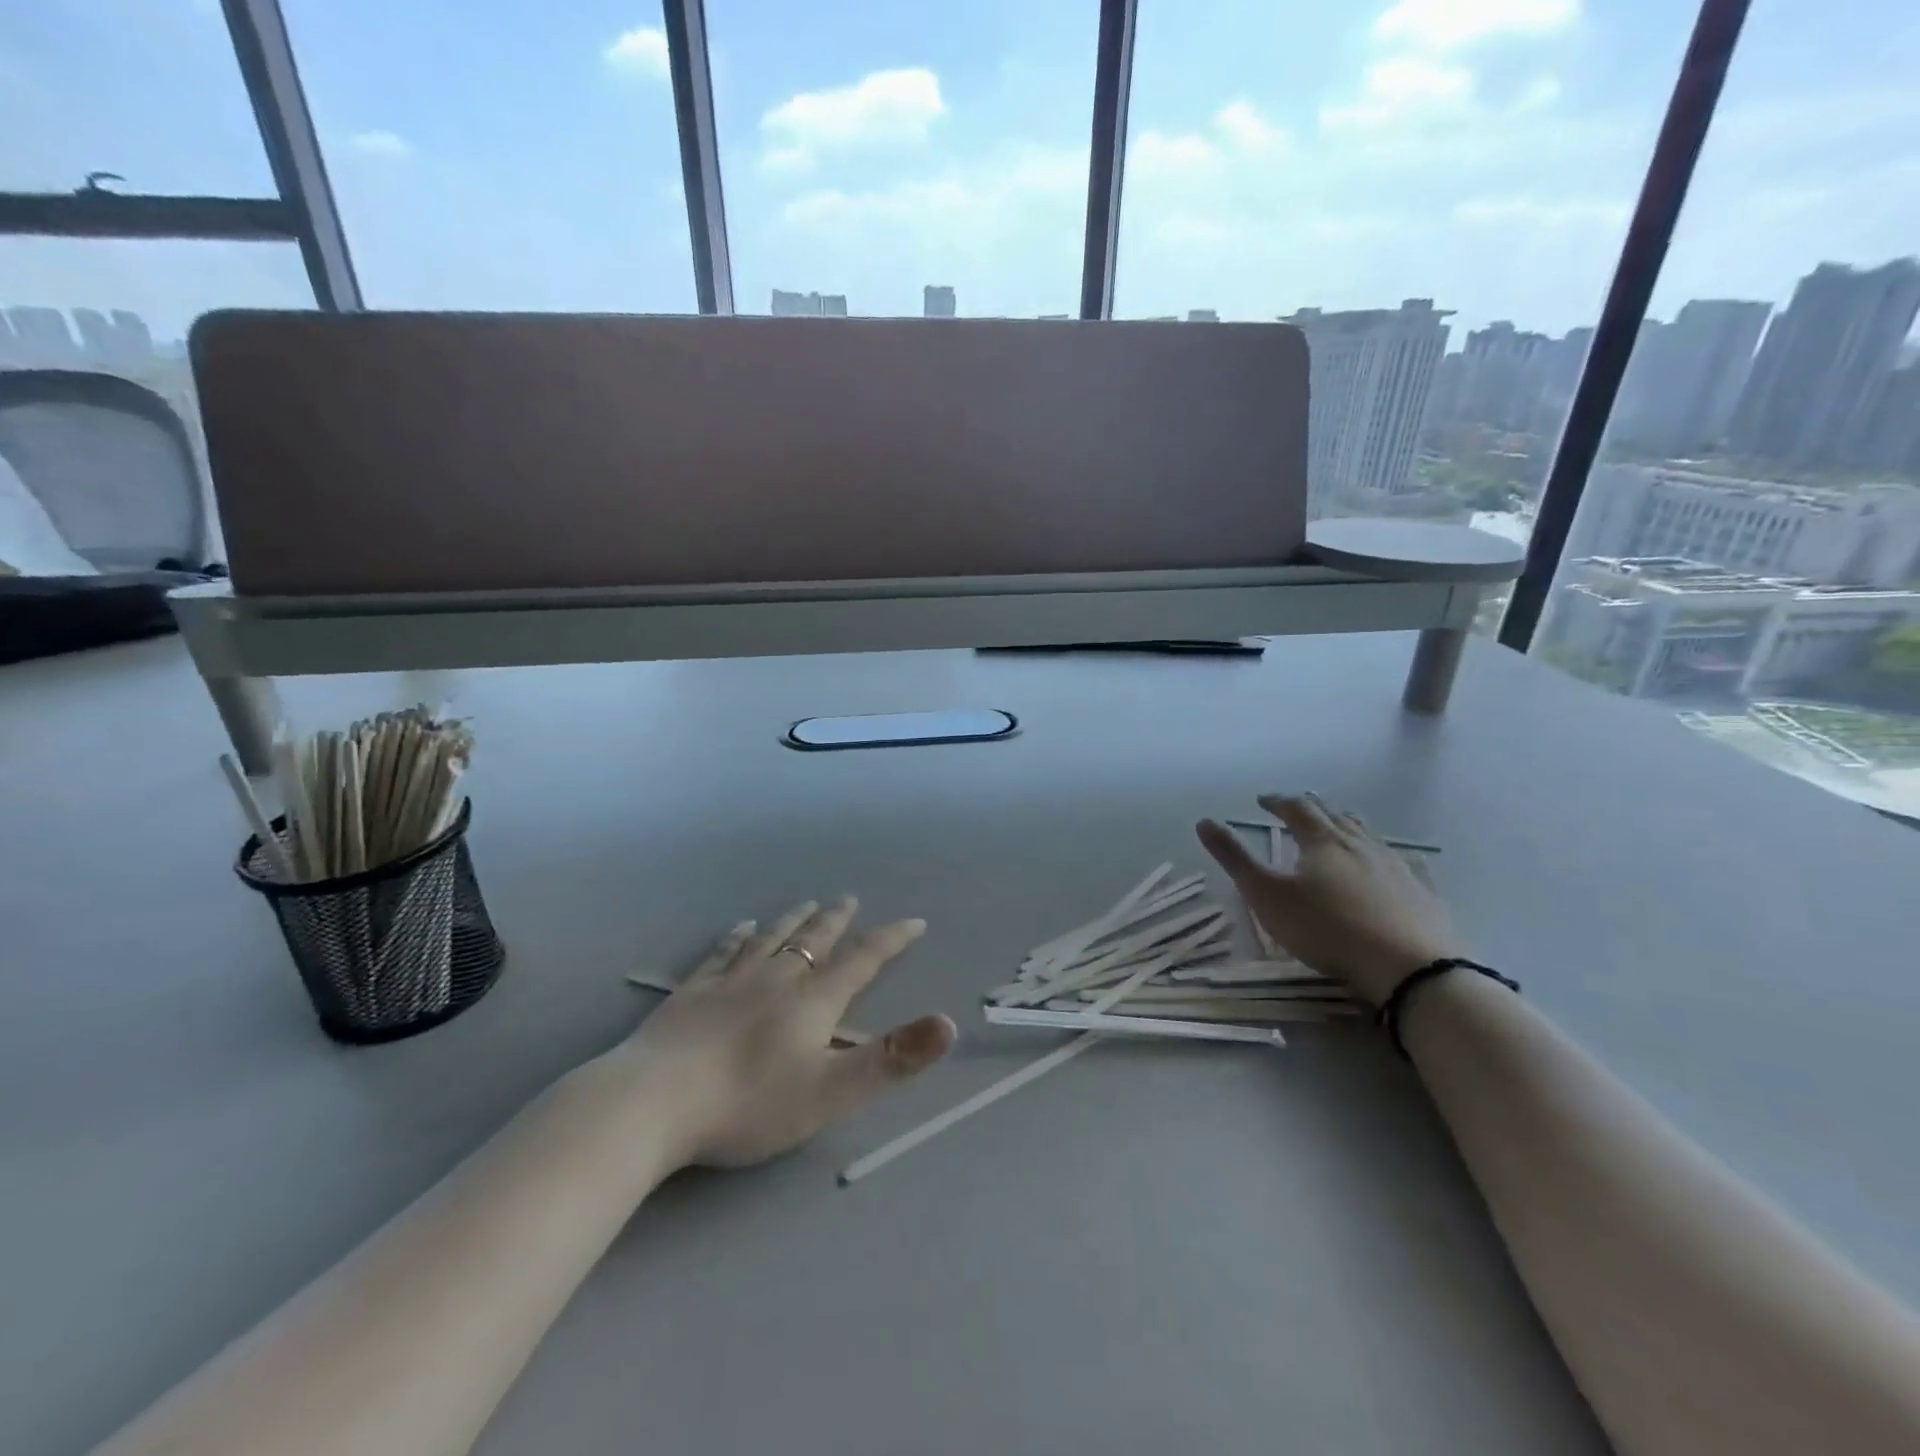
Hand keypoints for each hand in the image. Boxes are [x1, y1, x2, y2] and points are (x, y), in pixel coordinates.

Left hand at [620, 898, 956, 1167]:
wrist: (653, 1103)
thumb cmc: (748, 1103)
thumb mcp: (832, 1091)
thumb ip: (893, 1059)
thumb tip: (950, 1023)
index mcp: (813, 1001)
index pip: (863, 960)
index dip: (891, 939)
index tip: (914, 921)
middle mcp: (776, 979)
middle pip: (815, 940)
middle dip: (838, 920)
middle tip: (850, 899)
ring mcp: (730, 981)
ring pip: (772, 939)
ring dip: (794, 921)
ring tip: (807, 904)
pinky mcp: (692, 993)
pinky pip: (723, 954)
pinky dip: (738, 937)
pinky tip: (741, 928)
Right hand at [1196, 795, 1462, 1005]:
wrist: (1408, 967)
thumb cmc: (1326, 928)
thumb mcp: (1266, 895)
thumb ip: (1235, 858)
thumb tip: (1204, 821)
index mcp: (1322, 840)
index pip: (1296, 808)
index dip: (1277, 801)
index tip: (1263, 800)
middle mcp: (1360, 843)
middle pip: (1334, 815)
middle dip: (1311, 808)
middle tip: (1297, 809)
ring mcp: (1395, 865)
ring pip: (1366, 833)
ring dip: (1345, 825)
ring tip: (1336, 828)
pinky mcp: (1420, 890)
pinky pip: (1396, 859)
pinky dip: (1377, 853)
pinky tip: (1382, 866)